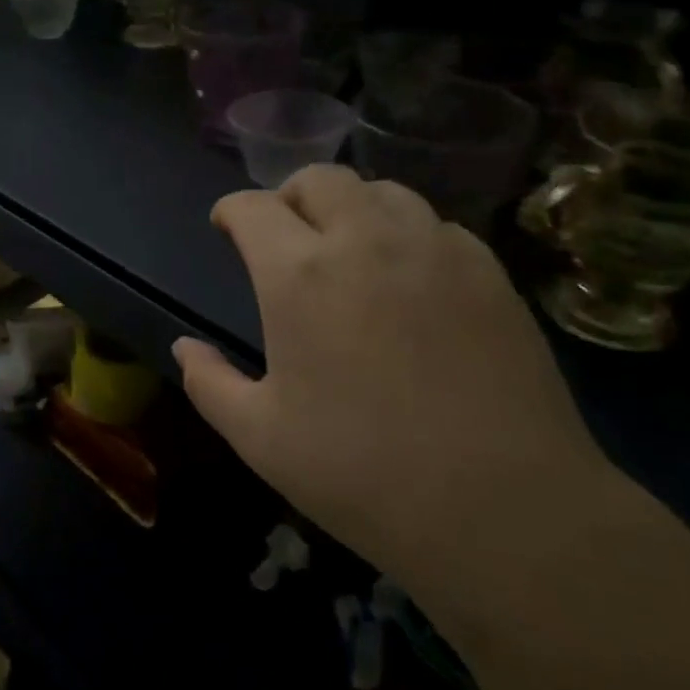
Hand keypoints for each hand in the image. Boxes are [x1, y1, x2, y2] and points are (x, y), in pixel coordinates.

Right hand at [173, 166, 611, 602]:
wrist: (505, 510)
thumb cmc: (362, 473)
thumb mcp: (259, 438)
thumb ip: (209, 383)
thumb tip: (184, 347)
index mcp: (299, 274)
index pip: (253, 207)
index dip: (231, 211)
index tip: (226, 228)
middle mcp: (365, 240)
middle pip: (320, 179)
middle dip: (289, 196)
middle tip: (285, 236)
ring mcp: (435, 249)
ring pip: (383, 191)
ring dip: (351, 207)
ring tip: (348, 250)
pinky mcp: (490, 272)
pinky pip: (437, 225)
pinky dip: (407, 234)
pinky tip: (410, 280)